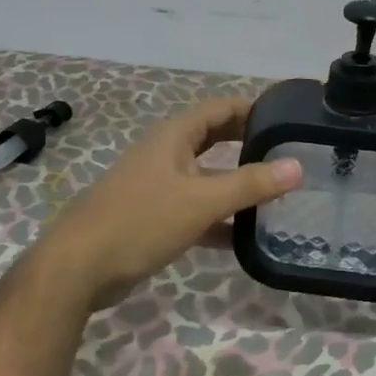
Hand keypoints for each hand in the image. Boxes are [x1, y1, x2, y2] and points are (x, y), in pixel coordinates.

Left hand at [36, 97, 300, 307]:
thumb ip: (250, 184)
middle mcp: (165, 154)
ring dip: (235, 183)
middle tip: (286, 153)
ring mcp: (157, 186)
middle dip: (246, 143)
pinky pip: (194, 209)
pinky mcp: (152, 218)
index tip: (286, 117)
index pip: (219, 108)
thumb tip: (297, 166)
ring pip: (205, 176)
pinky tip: (244, 235)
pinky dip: (218, 217)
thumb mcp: (201, 200)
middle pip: (213, 139)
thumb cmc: (141, 221)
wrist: (79, 268)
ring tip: (275, 194)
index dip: (251, 108)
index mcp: (174, 137)